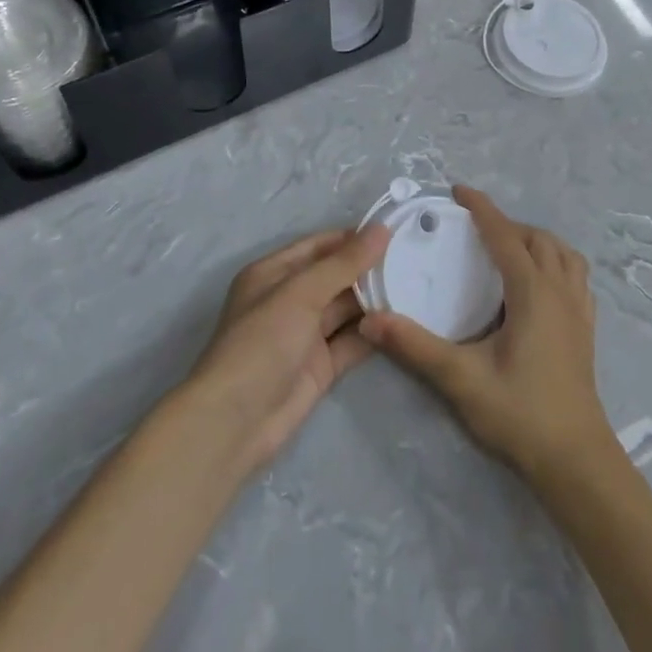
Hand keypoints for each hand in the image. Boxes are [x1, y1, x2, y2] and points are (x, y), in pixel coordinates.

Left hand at [186, 225, 389, 473]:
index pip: (320, 246)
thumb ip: (344, 263)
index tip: (395, 232)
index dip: (354, 238)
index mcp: (274, 274)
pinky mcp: (321, 366)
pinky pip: (352, 341)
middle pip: (336, 277)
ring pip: (346, 309)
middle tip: (413, 259)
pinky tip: (403, 321)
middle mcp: (290, 300)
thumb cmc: (262, 342)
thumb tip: (381, 229)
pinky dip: (374, 332)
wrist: (235, 422)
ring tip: (416, 285)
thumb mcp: (301, 293)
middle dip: (369, 269)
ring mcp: (306, 335)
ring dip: (375, 300)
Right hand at [358, 186, 611, 482]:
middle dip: (507, 224)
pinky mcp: (586, 329)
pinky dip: (557, 263)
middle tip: (475, 228)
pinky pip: (576, 277)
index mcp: (533, 293)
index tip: (458, 190)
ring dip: (536, 241)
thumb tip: (373, 319)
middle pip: (538, 239)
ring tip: (509, 249)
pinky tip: (540, 284)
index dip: (482, 209)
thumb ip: (416, 346)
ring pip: (564, 254)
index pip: (505, 236)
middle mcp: (560, 291)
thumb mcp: (461, 379)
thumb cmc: (520, 414)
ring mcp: (579, 310)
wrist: (575, 460)